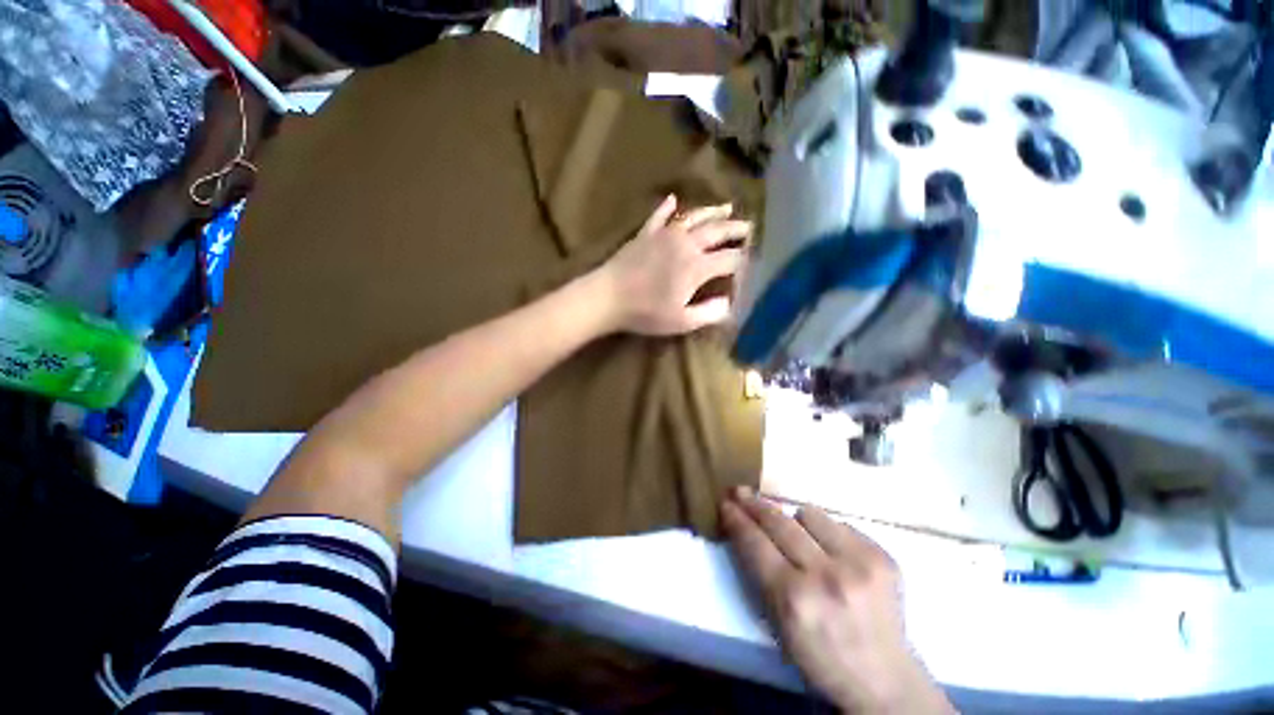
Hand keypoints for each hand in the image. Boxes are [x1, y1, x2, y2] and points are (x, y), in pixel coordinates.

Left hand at [596, 194, 750, 335]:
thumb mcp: (682, 322)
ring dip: (712, 211)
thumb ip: (710, 313)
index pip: (730, 259)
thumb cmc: (645, 313)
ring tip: (727, 207)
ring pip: (694, 217)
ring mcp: (664, 235)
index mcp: (697, 266)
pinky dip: (667, 207)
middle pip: (717, 232)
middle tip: (749, 226)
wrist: (608, 296)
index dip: (743, 261)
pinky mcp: (645, 233)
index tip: (751, 262)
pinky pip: (659, 216)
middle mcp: (686, 244)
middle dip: (736, 228)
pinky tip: (673, 199)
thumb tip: (729, 303)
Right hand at [721, 488, 952, 713]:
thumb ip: (760, 573)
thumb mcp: (778, 624)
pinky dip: (828, 532)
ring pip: (809, 513)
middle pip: (778, 521)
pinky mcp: (883, 556)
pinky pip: (840, 524)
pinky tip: (832, 551)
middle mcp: (825, 575)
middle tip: (741, 491)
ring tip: (800, 537)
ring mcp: (859, 563)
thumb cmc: (821, 657)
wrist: (885, 680)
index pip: (755, 543)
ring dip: (797, 521)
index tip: (726, 502)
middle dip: (755, 504)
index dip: (737, 519)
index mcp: (794, 599)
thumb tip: (746, 529)